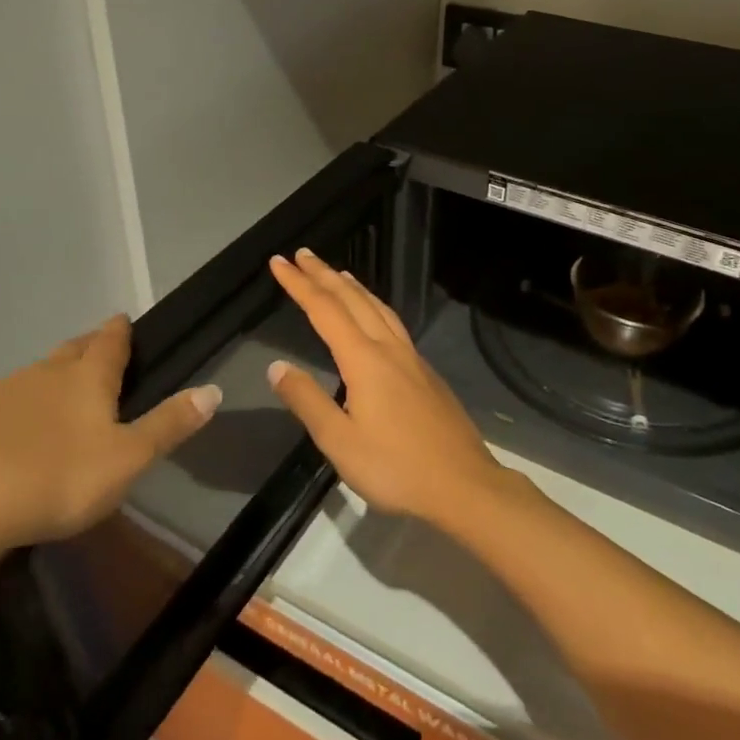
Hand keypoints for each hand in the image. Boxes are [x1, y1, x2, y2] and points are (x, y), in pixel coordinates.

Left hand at [0, 315, 220, 557]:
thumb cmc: (56, 478)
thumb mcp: (127, 459)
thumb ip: (169, 424)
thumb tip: (213, 390)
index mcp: (86, 379)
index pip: (109, 343)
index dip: (120, 331)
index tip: (123, 319)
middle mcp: (43, 374)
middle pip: (70, 351)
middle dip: (87, 347)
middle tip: (98, 350)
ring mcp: (0, 395)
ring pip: (34, 375)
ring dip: (51, 378)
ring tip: (60, 393)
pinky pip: (2, 404)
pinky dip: (18, 408)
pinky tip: (15, 432)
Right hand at [267, 250, 504, 522]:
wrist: (462, 484)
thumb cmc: (395, 467)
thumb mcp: (340, 442)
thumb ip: (308, 401)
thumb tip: (277, 366)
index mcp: (365, 360)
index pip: (325, 311)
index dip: (299, 284)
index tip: (279, 262)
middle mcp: (389, 349)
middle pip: (353, 300)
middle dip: (324, 275)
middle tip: (303, 255)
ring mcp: (412, 358)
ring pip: (378, 308)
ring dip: (353, 287)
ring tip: (338, 273)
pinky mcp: (426, 373)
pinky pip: (393, 323)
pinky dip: (374, 306)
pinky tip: (374, 317)